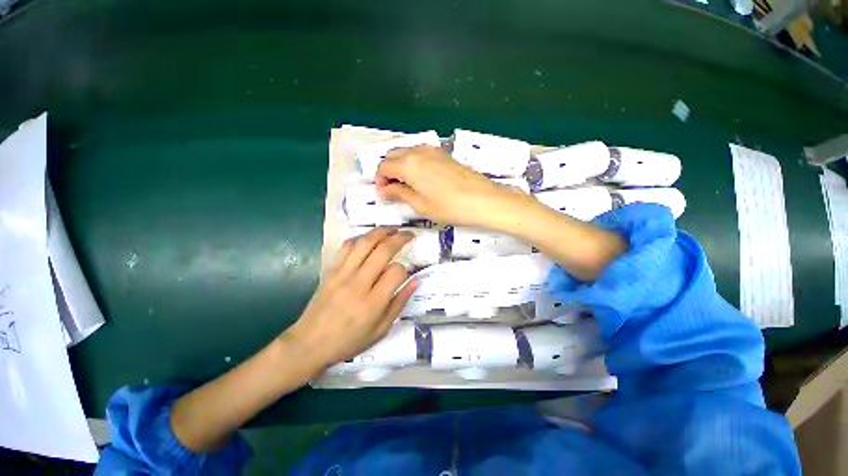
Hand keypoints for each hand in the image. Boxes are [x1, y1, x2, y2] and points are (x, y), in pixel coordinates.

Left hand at [280, 227, 417, 368]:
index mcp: (373, 303)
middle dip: (399, 238)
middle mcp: (358, 283)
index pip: (396, 272)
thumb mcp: (380, 330)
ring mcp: (342, 274)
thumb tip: (415, 281)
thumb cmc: (348, 341)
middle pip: (382, 250)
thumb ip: (399, 303)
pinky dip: (361, 238)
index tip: (406, 273)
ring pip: (364, 243)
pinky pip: (347, 246)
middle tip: (409, 235)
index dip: (406, 269)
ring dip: (381, 231)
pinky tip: (369, 238)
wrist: (309, 343)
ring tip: (392, 229)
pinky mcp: (331, 270)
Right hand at [375, 145, 536, 230]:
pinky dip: (413, 164)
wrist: (483, 200)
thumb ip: (399, 193)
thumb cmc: (450, 207)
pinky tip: (420, 179)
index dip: (379, 181)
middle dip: (388, 171)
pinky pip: (420, 154)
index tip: (383, 194)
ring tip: (405, 186)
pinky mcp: (443, 154)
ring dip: (400, 166)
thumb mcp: (420, 204)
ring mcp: (433, 150)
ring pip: (406, 153)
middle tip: (392, 190)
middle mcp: (418, 151)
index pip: (384, 166)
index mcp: (409, 163)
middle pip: (393, 155)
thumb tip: (385, 190)